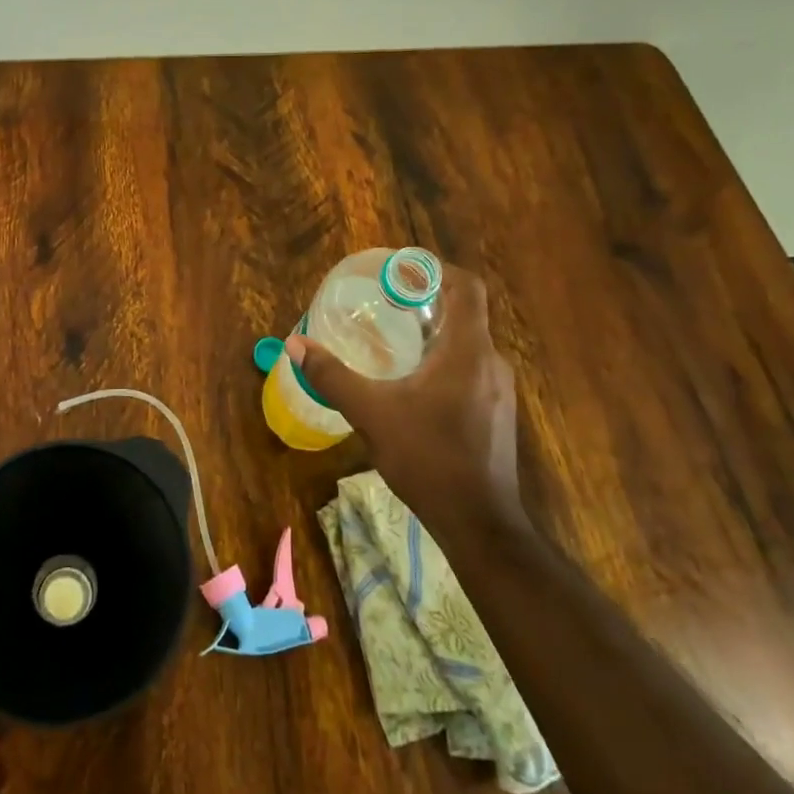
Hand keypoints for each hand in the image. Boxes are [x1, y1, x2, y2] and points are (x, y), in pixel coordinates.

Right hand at [285, 265, 526, 537]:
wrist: (480, 524)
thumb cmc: (428, 459)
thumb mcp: (371, 414)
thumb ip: (332, 376)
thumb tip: (295, 343)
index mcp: (468, 351)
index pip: (466, 287)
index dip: (437, 269)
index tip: (403, 269)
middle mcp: (491, 362)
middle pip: (465, 313)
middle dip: (427, 302)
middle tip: (386, 302)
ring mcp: (499, 390)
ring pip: (468, 344)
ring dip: (435, 334)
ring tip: (394, 339)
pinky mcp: (498, 413)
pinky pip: (471, 369)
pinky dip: (444, 361)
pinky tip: (414, 384)